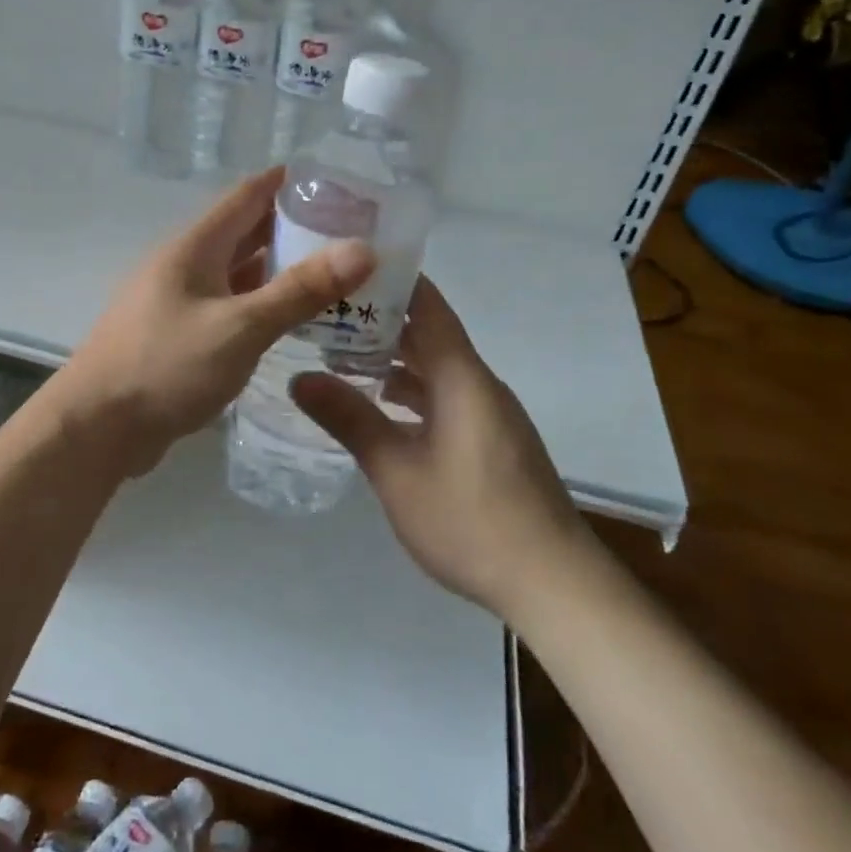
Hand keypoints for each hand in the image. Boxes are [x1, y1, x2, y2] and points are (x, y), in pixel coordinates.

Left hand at [52, 167, 375, 478]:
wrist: (97, 426)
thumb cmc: (166, 366)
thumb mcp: (241, 327)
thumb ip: (300, 290)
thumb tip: (363, 249)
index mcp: (195, 247)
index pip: (248, 195)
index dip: (289, 183)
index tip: (338, 182)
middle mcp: (185, 265)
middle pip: (245, 233)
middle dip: (294, 228)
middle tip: (350, 233)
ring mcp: (178, 301)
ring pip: (238, 273)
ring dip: (279, 270)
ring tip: (333, 274)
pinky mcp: (178, 335)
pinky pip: (228, 307)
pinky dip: (260, 305)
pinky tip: (290, 319)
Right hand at [291, 277, 589, 614]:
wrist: (552, 584)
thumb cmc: (470, 521)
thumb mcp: (397, 471)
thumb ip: (350, 419)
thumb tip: (298, 377)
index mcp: (462, 378)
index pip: (430, 307)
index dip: (394, 281)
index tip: (348, 267)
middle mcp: (479, 385)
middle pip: (430, 336)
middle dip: (381, 322)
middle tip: (325, 314)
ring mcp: (489, 415)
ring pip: (436, 370)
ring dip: (394, 361)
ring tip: (340, 357)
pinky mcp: (492, 442)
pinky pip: (446, 398)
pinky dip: (412, 393)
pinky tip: (380, 410)